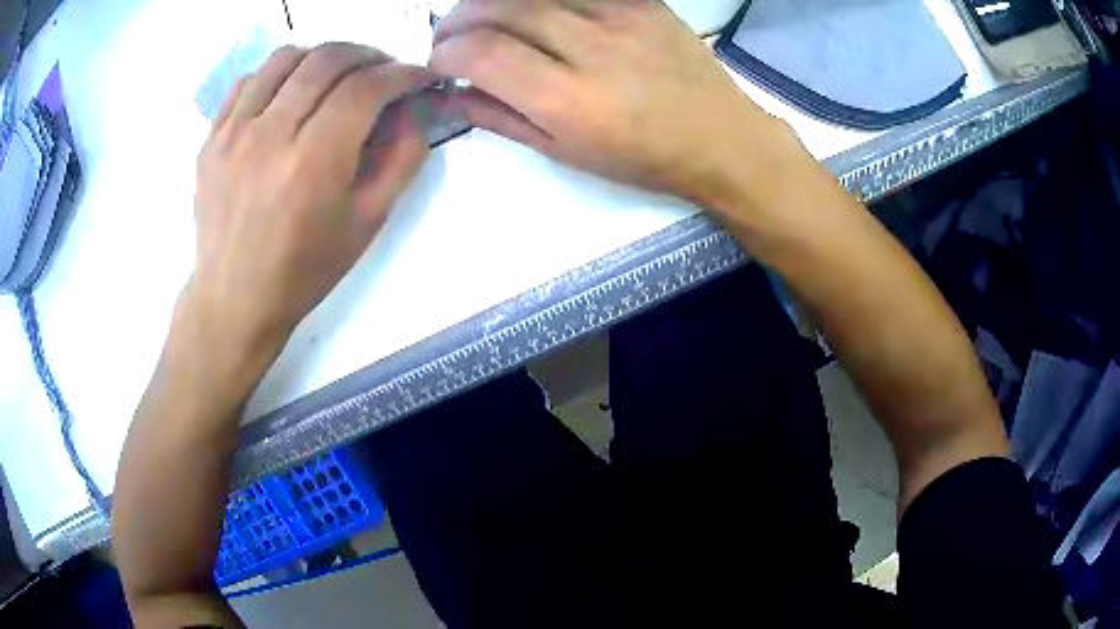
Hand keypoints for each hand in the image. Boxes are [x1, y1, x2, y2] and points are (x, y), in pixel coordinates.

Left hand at [189, 43, 433, 354]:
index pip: (366, 88)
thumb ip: (402, 160)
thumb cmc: (304, 269)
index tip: (418, 77)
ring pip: (286, 58)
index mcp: (312, 164)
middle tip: (382, 71)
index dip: (402, 73)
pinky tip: (290, 94)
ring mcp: (234, 134)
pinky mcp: (212, 138)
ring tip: (336, 76)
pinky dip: (278, 74)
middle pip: (327, 60)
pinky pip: (249, 81)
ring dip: (322, 56)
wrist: (235, 298)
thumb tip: (414, 110)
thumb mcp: (368, 223)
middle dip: (368, 55)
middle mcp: (269, 137)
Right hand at [429, 0, 796, 204]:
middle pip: (499, 9)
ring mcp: (619, 16)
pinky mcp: (641, 1)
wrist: (720, 138)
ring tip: (481, 18)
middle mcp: (590, 48)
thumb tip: (454, 95)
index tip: (439, 64)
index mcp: (568, 100)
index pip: (481, 54)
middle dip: (458, 20)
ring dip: (492, 2)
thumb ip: (503, 120)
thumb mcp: (566, 153)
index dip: (446, 55)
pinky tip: (530, 9)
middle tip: (449, 36)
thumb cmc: (643, 158)